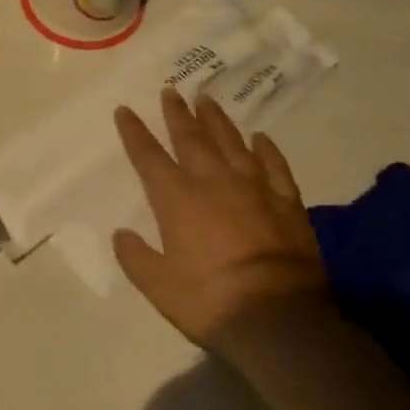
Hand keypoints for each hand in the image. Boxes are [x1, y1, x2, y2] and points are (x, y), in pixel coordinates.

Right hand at [113, 89, 330, 357]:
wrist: (279, 319)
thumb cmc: (209, 300)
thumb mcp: (158, 286)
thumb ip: (136, 257)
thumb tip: (121, 234)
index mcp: (176, 198)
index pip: (148, 156)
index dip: (134, 132)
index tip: (125, 110)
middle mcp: (213, 182)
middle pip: (191, 138)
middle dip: (177, 114)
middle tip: (170, 90)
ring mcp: (254, 189)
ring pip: (232, 143)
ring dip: (217, 120)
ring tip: (207, 99)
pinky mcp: (287, 203)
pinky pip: (275, 166)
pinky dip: (266, 149)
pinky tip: (260, 138)